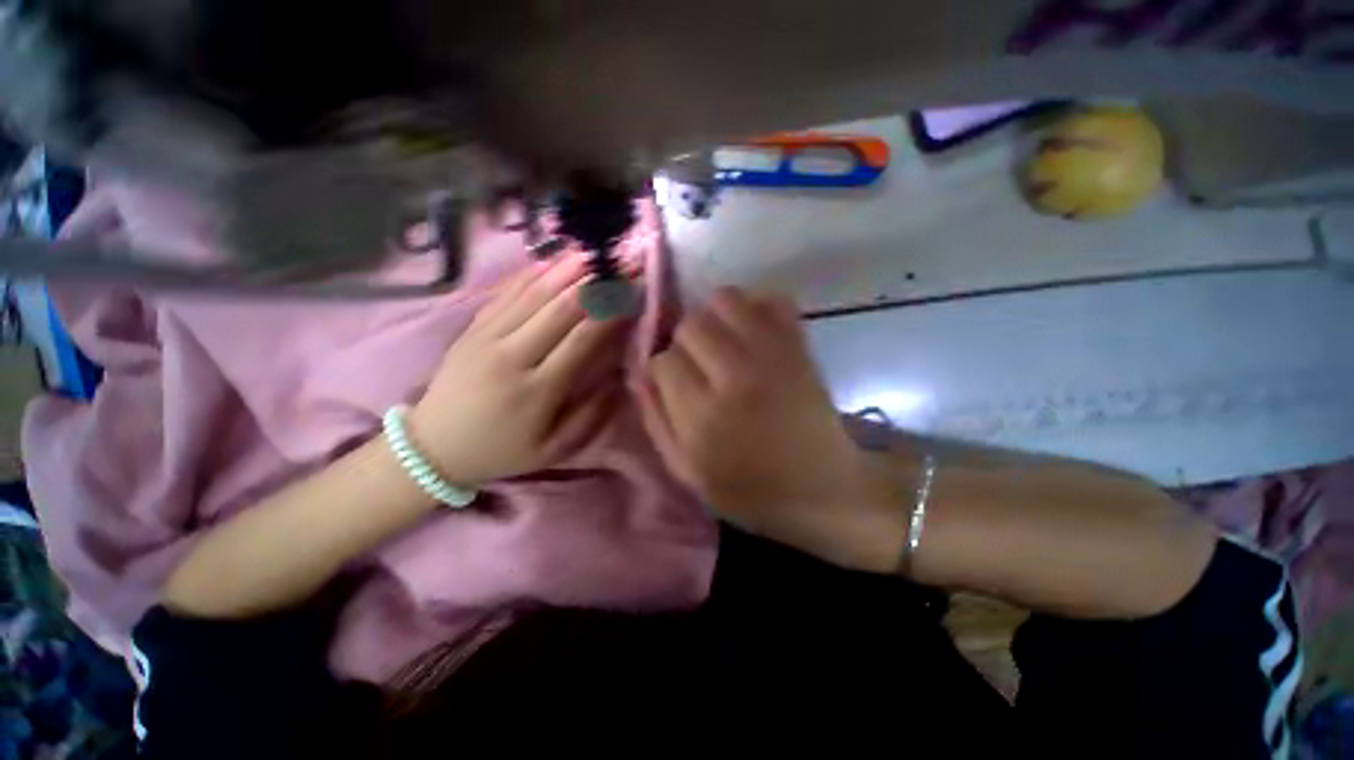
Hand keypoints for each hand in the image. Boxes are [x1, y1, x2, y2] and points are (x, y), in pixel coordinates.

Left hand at [410, 256, 627, 486]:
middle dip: (593, 283)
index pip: (581, 340)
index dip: (609, 313)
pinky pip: (504, 295)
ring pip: (531, 295)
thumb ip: (590, 416)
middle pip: (558, 310)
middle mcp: (512, 357)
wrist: (432, 448)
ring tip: (590, 251)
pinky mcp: (470, 330)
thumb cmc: (501, 451)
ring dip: (563, 271)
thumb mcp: (553, 450)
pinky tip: (550, 260)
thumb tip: (618, 377)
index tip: (631, 292)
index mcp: (538, 391)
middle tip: (618, 262)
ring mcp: (486, 339)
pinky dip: (529, 275)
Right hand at [638, 288, 903, 571]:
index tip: (676, 382)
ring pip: (724, 300)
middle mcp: (734, 376)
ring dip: (714, 316)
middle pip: (690, 325)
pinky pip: (771, 299)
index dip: (664, 368)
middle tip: (699, 363)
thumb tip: (640, 372)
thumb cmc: (750, 489)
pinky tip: (752, 329)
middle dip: (685, 341)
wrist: (824, 488)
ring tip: (722, 341)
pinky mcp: (799, 346)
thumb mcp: (687, 473)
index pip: (663, 360)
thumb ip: (656, 421)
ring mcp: (772, 355)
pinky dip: (756, 305)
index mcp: (703, 416)